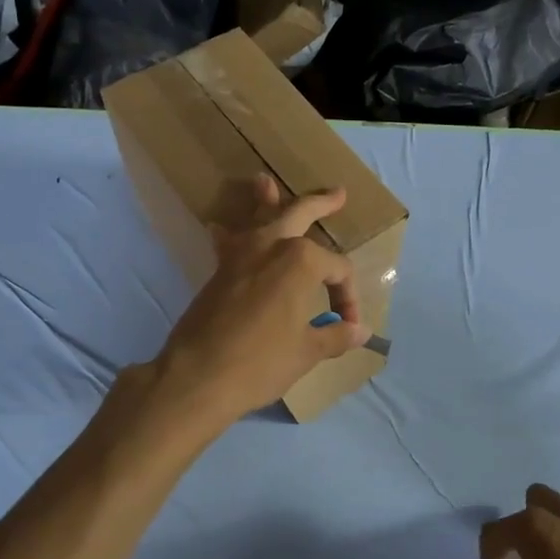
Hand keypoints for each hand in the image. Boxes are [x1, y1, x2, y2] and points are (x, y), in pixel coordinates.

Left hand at [149, 175, 367, 426]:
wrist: (197, 377)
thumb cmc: (261, 362)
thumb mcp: (307, 351)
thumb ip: (335, 335)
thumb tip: (362, 331)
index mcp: (302, 261)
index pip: (339, 270)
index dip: (348, 298)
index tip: (347, 326)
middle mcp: (271, 246)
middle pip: (300, 215)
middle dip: (321, 204)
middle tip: (338, 194)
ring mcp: (240, 255)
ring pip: (258, 218)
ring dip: (265, 200)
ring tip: (264, 181)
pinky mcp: (218, 271)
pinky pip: (229, 242)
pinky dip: (230, 234)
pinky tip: (221, 229)